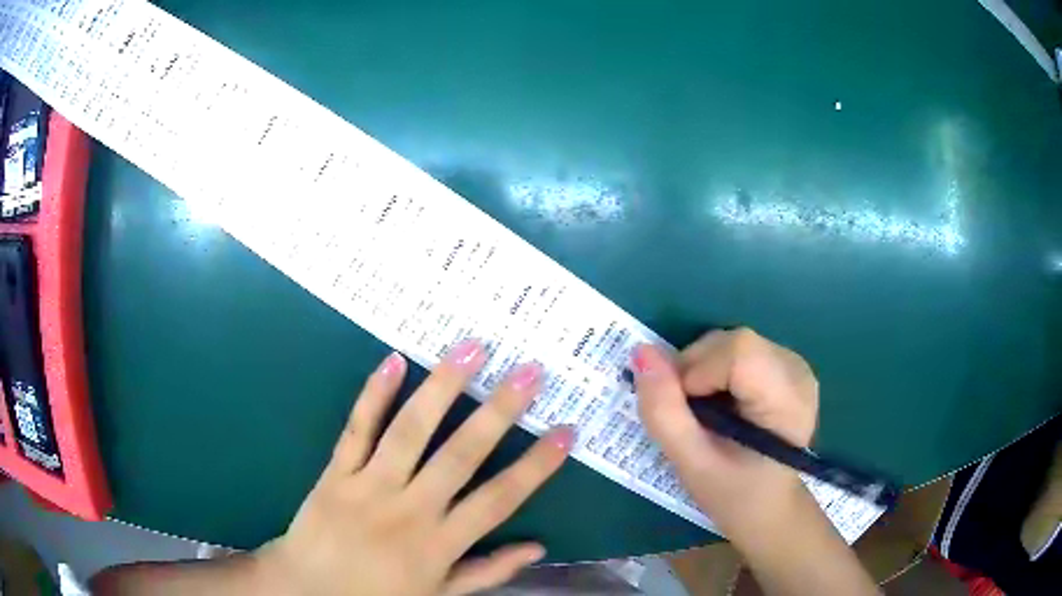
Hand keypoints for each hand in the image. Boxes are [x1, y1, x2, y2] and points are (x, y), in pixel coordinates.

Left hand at [257, 339, 574, 595]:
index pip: (499, 499)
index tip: (566, 431)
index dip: (537, 466)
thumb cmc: (377, 595)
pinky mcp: (335, 471)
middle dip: (499, 412)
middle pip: (460, 455)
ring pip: (409, 431)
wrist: (308, 588)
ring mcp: (368, 485)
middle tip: (529, 372)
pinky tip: (394, 360)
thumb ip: (487, 572)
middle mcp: (409, 509)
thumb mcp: (439, 594)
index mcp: (438, 543)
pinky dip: (374, 394)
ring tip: (471, 350)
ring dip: (442, 388)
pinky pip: (356, 429)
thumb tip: (537, 548)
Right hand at [632, 328, 817, 541]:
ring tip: (704, 412)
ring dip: (703, 369)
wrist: (768, 507)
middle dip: (695, 370)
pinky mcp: (786, 365)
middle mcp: (797, 372)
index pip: (739, 351)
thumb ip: (664, 411)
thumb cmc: (733, 495)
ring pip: (732, 342)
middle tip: (688, 414)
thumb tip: (641, 352)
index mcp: (786, 402)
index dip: (697, 371)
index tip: (685, 411)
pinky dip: (715, 370)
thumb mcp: (691, 464)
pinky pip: (739, 350)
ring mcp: (794, 365)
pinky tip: (721, 402)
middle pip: (733, 342)